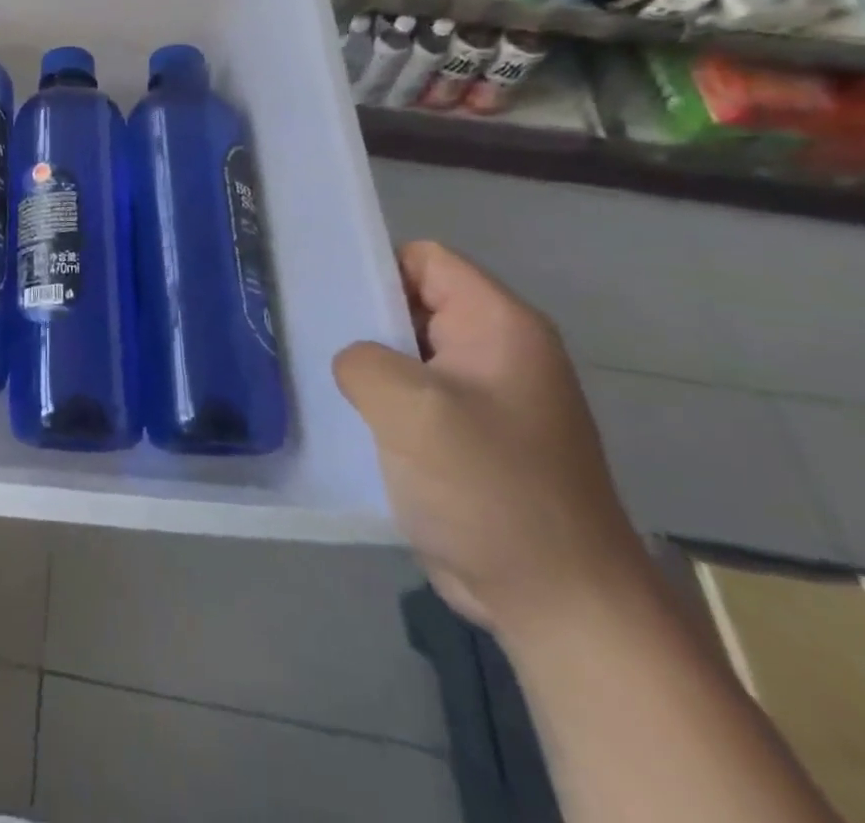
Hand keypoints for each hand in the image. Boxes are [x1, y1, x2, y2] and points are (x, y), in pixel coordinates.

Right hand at [333, 241, 646, 638]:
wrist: (559, 605)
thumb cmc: (491, 489)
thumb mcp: (412, 409)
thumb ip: (363, 360)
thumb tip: (353, 362)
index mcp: (499, 326)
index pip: (424, 259)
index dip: (372, 267)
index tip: (323, 295)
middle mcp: (496, 352)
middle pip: (413, 302)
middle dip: (361, 316)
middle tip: (305, 332)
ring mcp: (484, 398)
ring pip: (407, 353)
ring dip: (367, 363)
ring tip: (315, 373)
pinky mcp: (468, 439)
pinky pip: (412, 397)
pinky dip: (378, 401)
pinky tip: (343, 417)